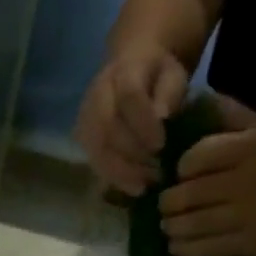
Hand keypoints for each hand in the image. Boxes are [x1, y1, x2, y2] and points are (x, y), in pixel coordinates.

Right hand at [74, 44, 191, 195]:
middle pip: (107, 129)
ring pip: (96, 150)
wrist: (131, 68)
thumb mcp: (173, 74)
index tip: (161, 145)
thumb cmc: (158, 75)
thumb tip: (162, 117)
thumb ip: (170, 93)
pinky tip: (134, 187)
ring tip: (145, 185)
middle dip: (132, 155)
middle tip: (156, 173)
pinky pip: (94, 162)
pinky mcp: (82, 139)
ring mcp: (85, 118)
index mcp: (123, 71)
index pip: (128, 97)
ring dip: (121, 173)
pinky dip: (114, 179)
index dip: (143, 123)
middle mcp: (97, 95)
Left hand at [160, 96, 255, 255]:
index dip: (181, 168)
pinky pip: (207, 248)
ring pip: (194, 225)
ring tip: (166, 226)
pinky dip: (185, 248)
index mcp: (249, 149)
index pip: (197, 158)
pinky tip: (176, 245)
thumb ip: (231, 115)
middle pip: (189, 195)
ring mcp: (246, 216)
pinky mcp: (249, 243)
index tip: (178, 174)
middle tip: (164, 205)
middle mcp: (245, 183)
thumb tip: (198, 101)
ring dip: (172, 227)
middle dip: (169, 202)